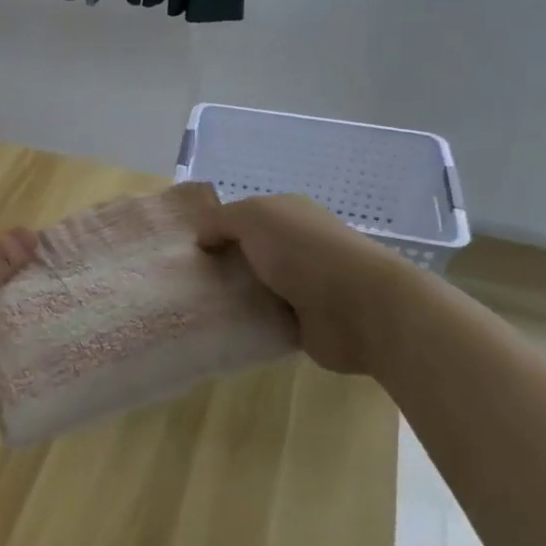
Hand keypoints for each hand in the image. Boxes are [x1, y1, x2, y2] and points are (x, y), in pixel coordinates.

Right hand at [189, 190, 416, 374]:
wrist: (360, 307)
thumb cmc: (305, 251)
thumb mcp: (254, 217)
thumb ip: (221, 221)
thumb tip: (202, 238)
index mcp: (288, 216)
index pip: (244, 218)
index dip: (216, 229)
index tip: (187, 249)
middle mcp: (295, 248)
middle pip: (246, 255)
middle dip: (219, 266)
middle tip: (184, 281)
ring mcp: (301, 287)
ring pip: (253, 289)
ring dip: (230, 297)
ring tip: (194, 308)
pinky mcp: (302, 324)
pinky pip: (263, 322)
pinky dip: (246, 325)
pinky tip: (220, 329)